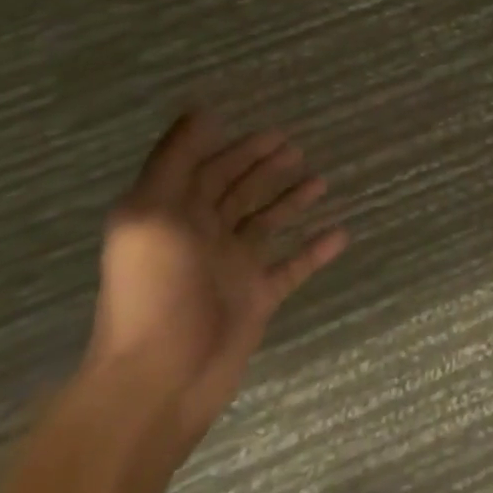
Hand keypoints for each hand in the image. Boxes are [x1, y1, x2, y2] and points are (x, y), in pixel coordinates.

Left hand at [84, 114, 349, 446]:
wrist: (158, 381)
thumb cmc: (154, 290)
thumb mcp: (151, 214)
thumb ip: (174, 160)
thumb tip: (201, 110)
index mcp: (174, 217)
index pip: (208, 171)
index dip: (237, 149)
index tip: (273, 131)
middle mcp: (202, 238)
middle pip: (238, 193)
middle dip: (265, 169)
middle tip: (298, 149)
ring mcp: (231, 270)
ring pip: (267, 225)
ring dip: (291, 202)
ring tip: (322, 181)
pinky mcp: (257, 299)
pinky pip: (292, 266)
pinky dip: (315, 249)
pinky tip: (341, 233)